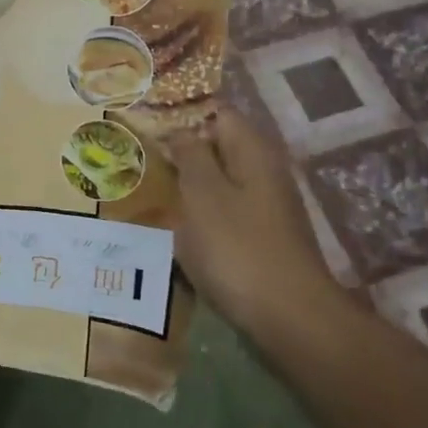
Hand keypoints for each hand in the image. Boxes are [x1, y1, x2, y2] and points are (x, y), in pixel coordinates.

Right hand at [164, 107, 348, 344]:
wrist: (288, 315)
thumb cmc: (237, 247)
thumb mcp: (202, 194)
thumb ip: (189, 154)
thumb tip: (180, 130)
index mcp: (252, 151)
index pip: (217, 112)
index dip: (181, 115)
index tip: (145, 126)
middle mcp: (264, 170)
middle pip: (218, 146)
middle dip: (181, 151)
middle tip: (139, 159)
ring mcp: (266, 205)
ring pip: (219, 180)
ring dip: (187, 184)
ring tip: (149, 191)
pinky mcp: (262, 235)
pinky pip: (224, 210)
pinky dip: (199, 212)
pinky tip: (176, 227)